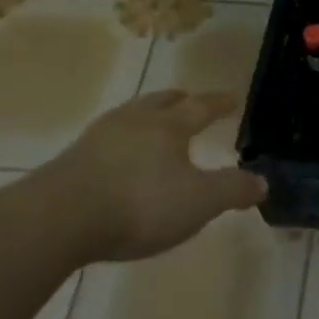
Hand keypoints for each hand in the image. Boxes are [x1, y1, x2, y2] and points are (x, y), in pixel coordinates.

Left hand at [36, 90, 265, 261]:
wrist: (56, 220)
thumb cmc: (140, 203)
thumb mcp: (199, 202)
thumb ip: (232, 190)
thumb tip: (262, 182)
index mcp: (169, 126)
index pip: (201, 107)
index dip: (218, 103)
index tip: (231, 98)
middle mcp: (135, 122)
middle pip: (159, 103)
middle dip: (177, 101)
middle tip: (186, 99)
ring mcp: (97, 139)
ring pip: (129, 118)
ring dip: (144, 118)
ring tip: (151, 125)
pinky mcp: (69, 162)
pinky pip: (104, 142)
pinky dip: (119, 144)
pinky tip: (116, 159)